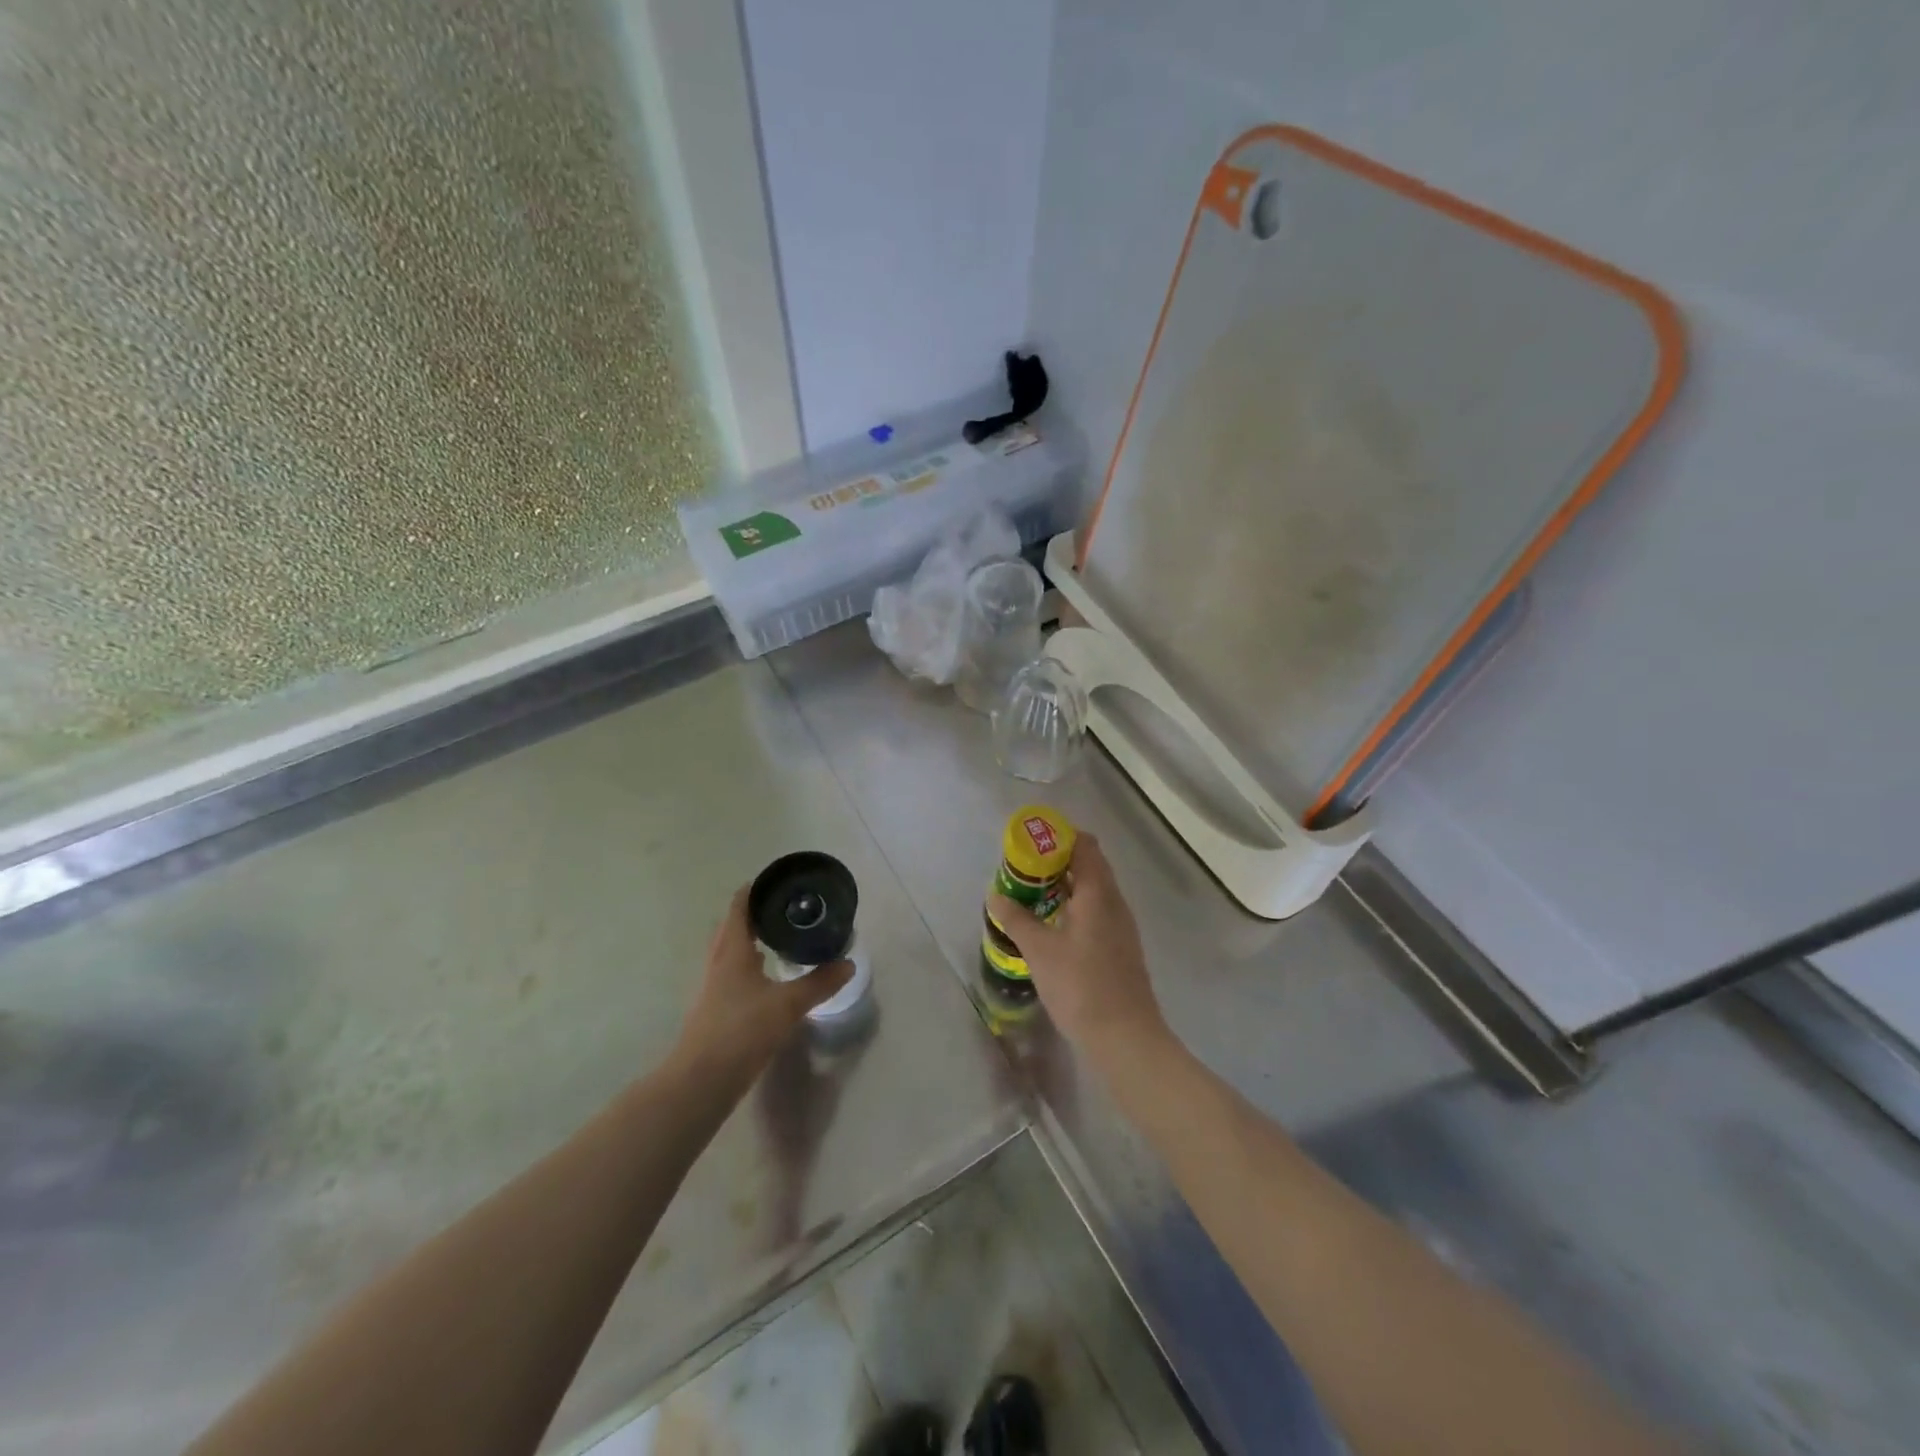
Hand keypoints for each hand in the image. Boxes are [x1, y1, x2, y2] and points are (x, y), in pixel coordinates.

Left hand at [673, 886, 852, 1080]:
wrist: (702, 1080)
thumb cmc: (742, 1030)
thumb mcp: (788, 1005)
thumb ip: (819, 983)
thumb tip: (848, 964)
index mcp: (733, 950)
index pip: (739, 907)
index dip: (755, 889)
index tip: (777, 880)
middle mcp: (719, 962)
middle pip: (732, 926)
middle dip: (755, 914)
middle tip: (785, 908)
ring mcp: (714, 986)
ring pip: (731, 951)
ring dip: (751, 939)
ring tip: (779, 937)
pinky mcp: (715, 1008)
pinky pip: (733, 973)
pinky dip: (749, 965)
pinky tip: (768, 977)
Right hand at [989, 834, 1168, 1060]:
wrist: (1125, 1037)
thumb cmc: (1080, 986)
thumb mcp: (1039, 950)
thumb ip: (1016, 919)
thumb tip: (995, 895)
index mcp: (1098, 892)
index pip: (1084, 845)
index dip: (1059, 836)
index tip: (1031, 842)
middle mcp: (1114, 902)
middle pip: (1090, 865)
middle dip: (1057, 862)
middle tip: (1024, 869)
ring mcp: (1121, 926)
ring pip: (1093, 891)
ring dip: (1065, 886)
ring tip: (1032, 895)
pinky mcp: (1120, 947)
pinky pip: (1096, 912)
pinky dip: (1074, 907)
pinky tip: (1053, 926)